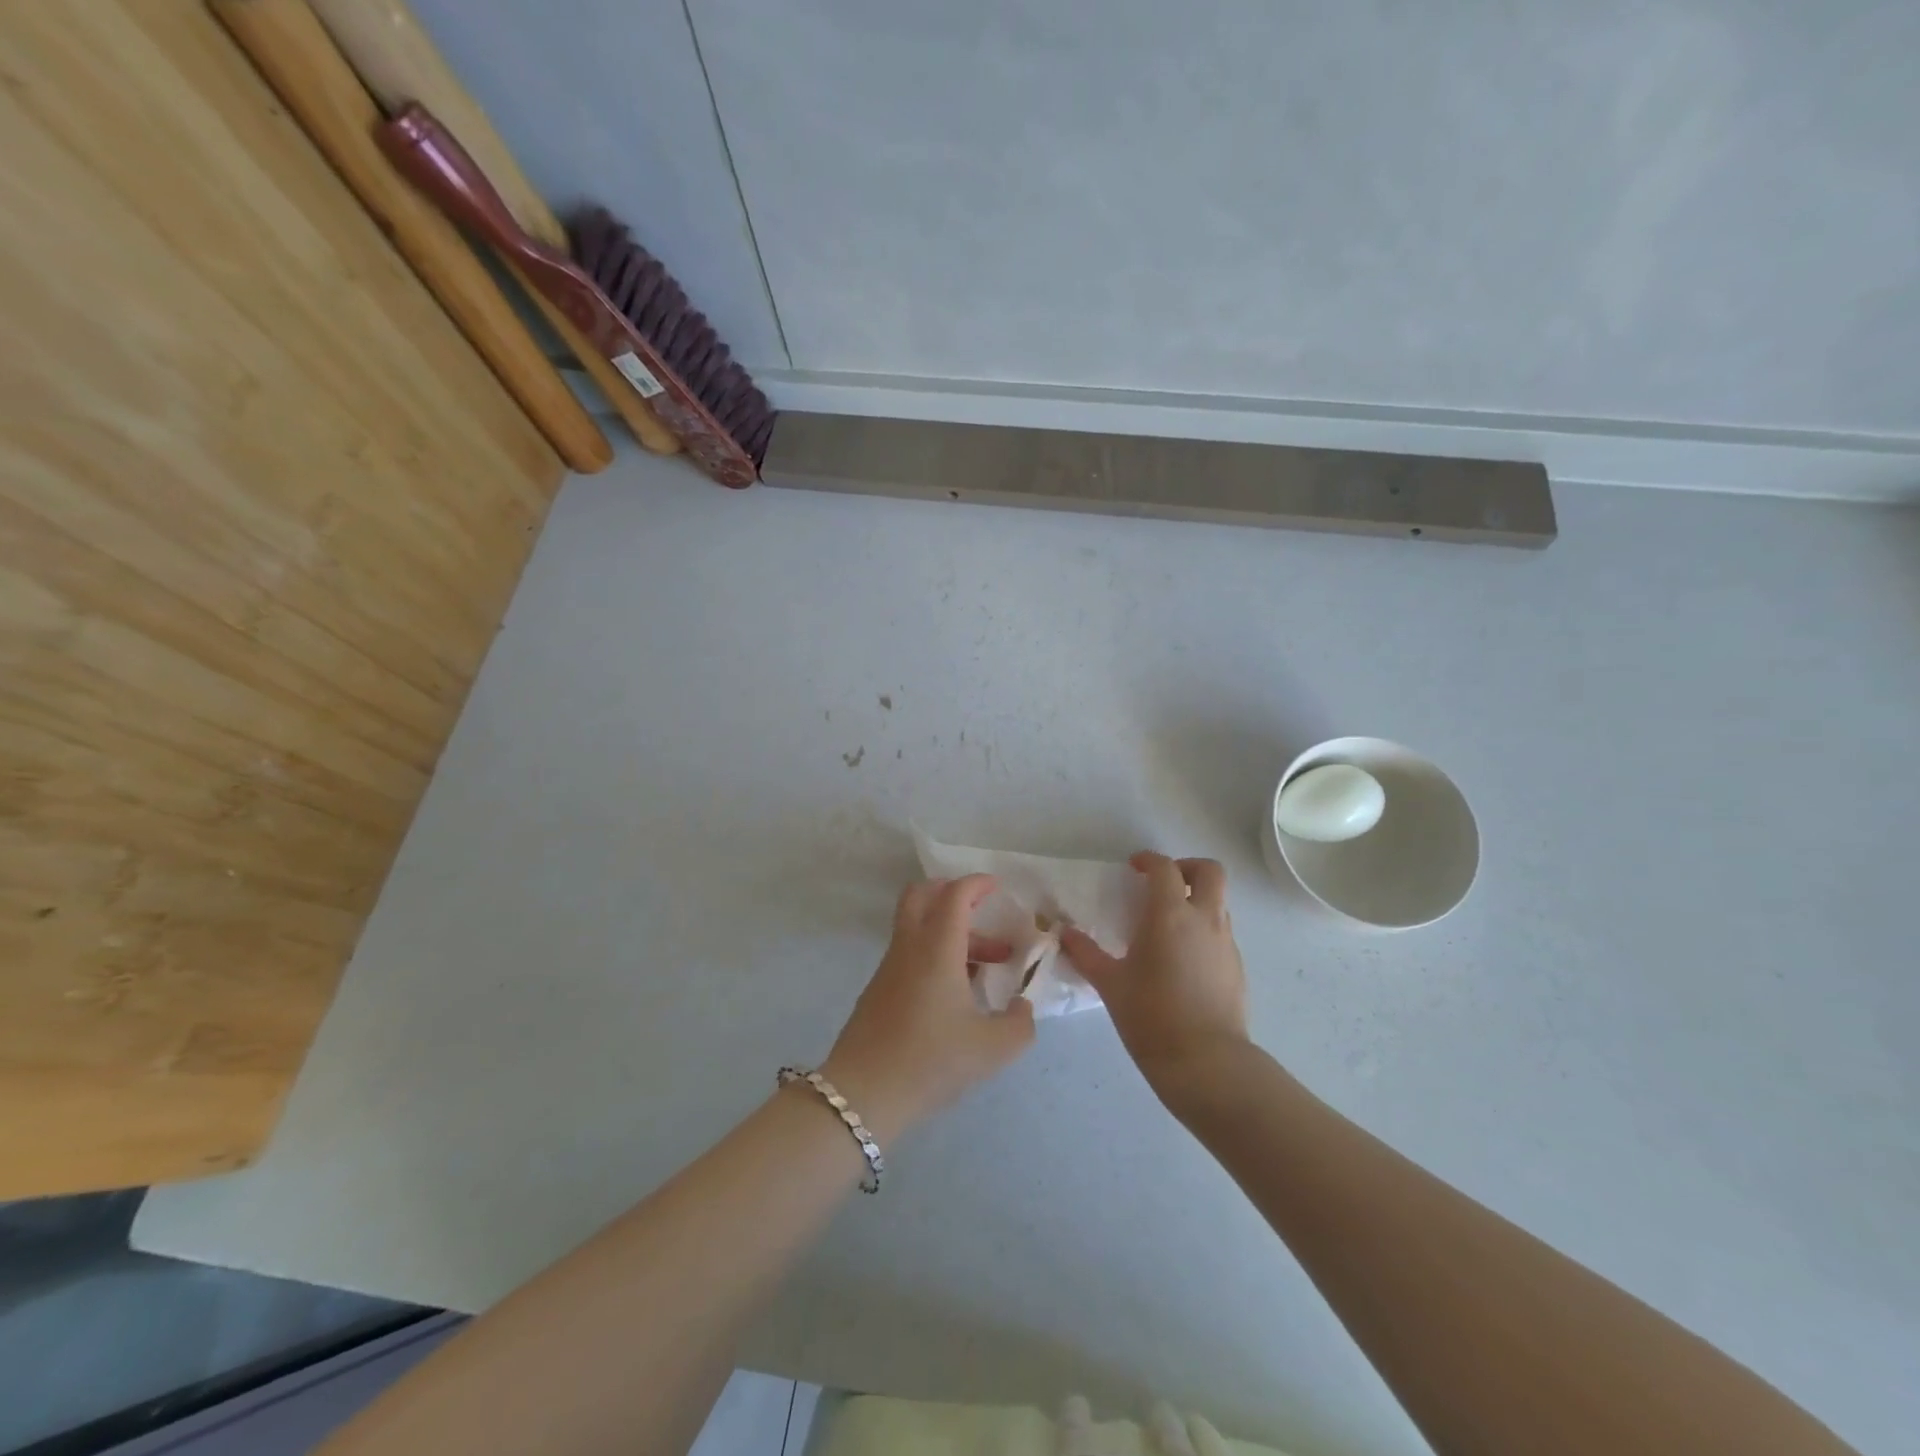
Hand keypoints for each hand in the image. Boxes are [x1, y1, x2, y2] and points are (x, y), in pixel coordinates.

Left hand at [821, 875, 1035, 1142]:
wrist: (864, 1094)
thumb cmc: (932, 1061)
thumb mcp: (993, 1049)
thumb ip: (1020, 1024)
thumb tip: (1023, 1007)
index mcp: (937, 948)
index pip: (954, 895)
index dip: (976, 884)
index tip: (997, 887)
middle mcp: (909, 947)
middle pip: (920, 896)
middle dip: (950, 893)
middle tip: (980, 910)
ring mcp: (889, 968)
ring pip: (917, 928)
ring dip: (949, 932)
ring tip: (985, 966)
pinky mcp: (878, 990)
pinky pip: (909, 954)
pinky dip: (934, 954)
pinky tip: (956, 993)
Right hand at [1061, 853, 1248, 1092]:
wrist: (1206, 1062)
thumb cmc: (1151, 1016)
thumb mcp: (1110, 984)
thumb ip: (1085, 954)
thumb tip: (1064, 934)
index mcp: (1171, 915)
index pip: (1165, 868)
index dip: (1149, 861)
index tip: (1134, 868)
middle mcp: (1204, 920)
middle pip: (1210, 872)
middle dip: (1187, 868)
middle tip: (1163, 884)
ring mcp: (1226, 943)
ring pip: (1219, 902)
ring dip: (1197, 900)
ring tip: (1169, 925)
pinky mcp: (1237, 967)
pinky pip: (1221, 933)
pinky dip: (1204, 930)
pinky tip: (1183, 959)